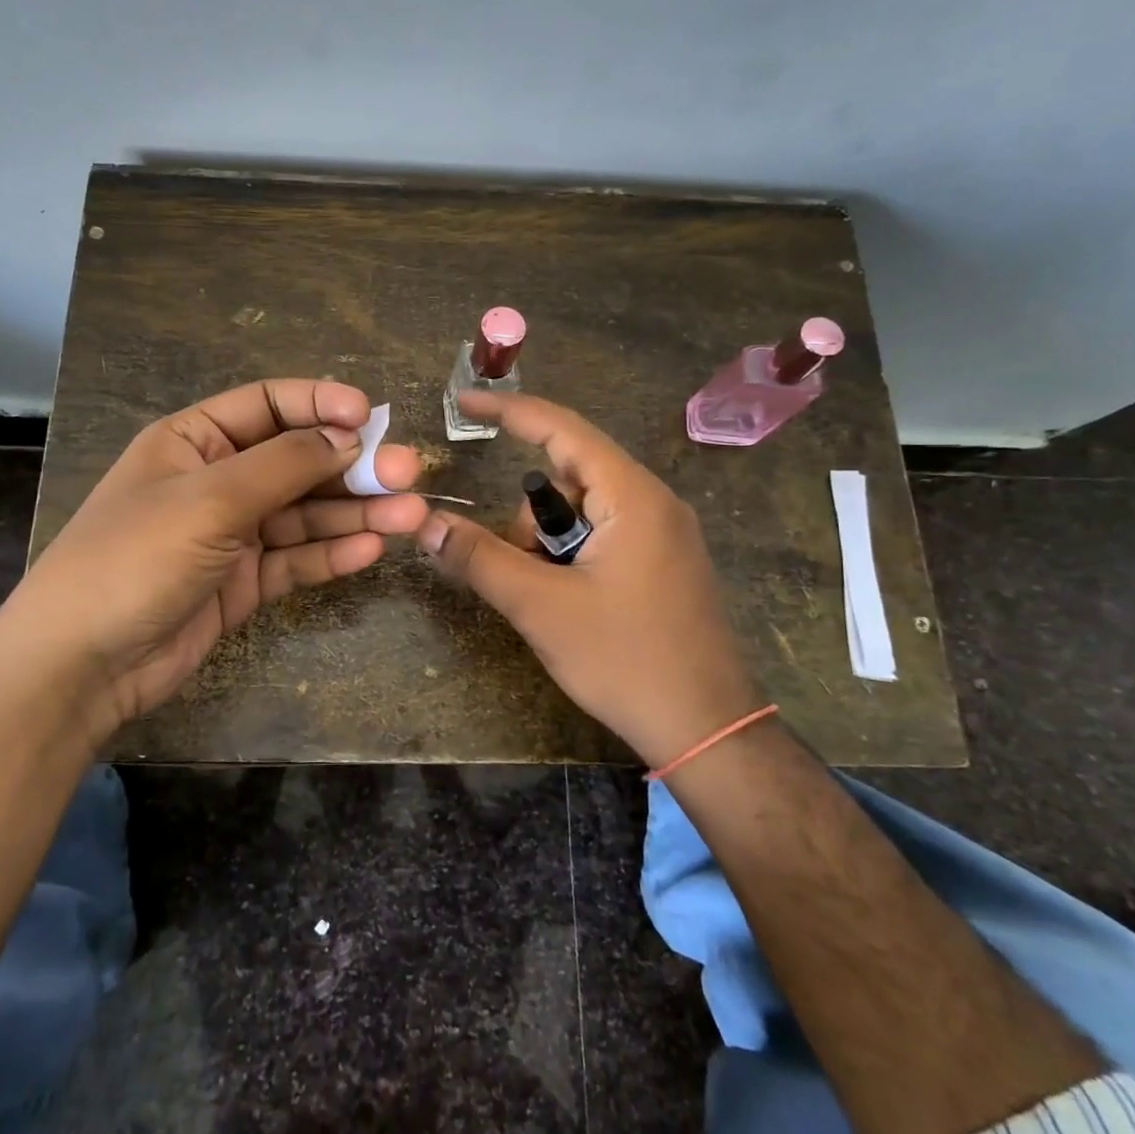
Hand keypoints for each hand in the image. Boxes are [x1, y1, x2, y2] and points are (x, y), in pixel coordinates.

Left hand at [0, 380, 426, 738]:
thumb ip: (284, 465)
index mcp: (194, 441)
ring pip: (305, 514)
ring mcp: (232, 534)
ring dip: (355, 512)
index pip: (268, 405)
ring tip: (409, 515)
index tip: (370, 416)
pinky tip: (371, 550)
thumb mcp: (210, 499)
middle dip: (352, 465)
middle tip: (408, 473)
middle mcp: (217, 481)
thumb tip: (348, 436)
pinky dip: (331, 554)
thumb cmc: (134, 558)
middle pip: (297, 461)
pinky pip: (296, 560)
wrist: (82, 666)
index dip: (321, 404)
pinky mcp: (244, 582)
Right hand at [416, 391, 756, 766]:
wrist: (708, 730)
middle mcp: (655, 502)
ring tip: (554, 600)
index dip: (509, 410)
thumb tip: (427, 523)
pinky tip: (576, 603)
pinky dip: (575, 556)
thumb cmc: (625, 660)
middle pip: (569, 478)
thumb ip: (480, 559)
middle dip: (531, 519)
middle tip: (523, 573)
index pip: (562, 429)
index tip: (463, 404)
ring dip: (551, 544)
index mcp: (633, 496)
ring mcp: (666, 534)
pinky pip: (606, 535)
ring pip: (584, 512)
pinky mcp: (666, 563)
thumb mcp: (540, 607)